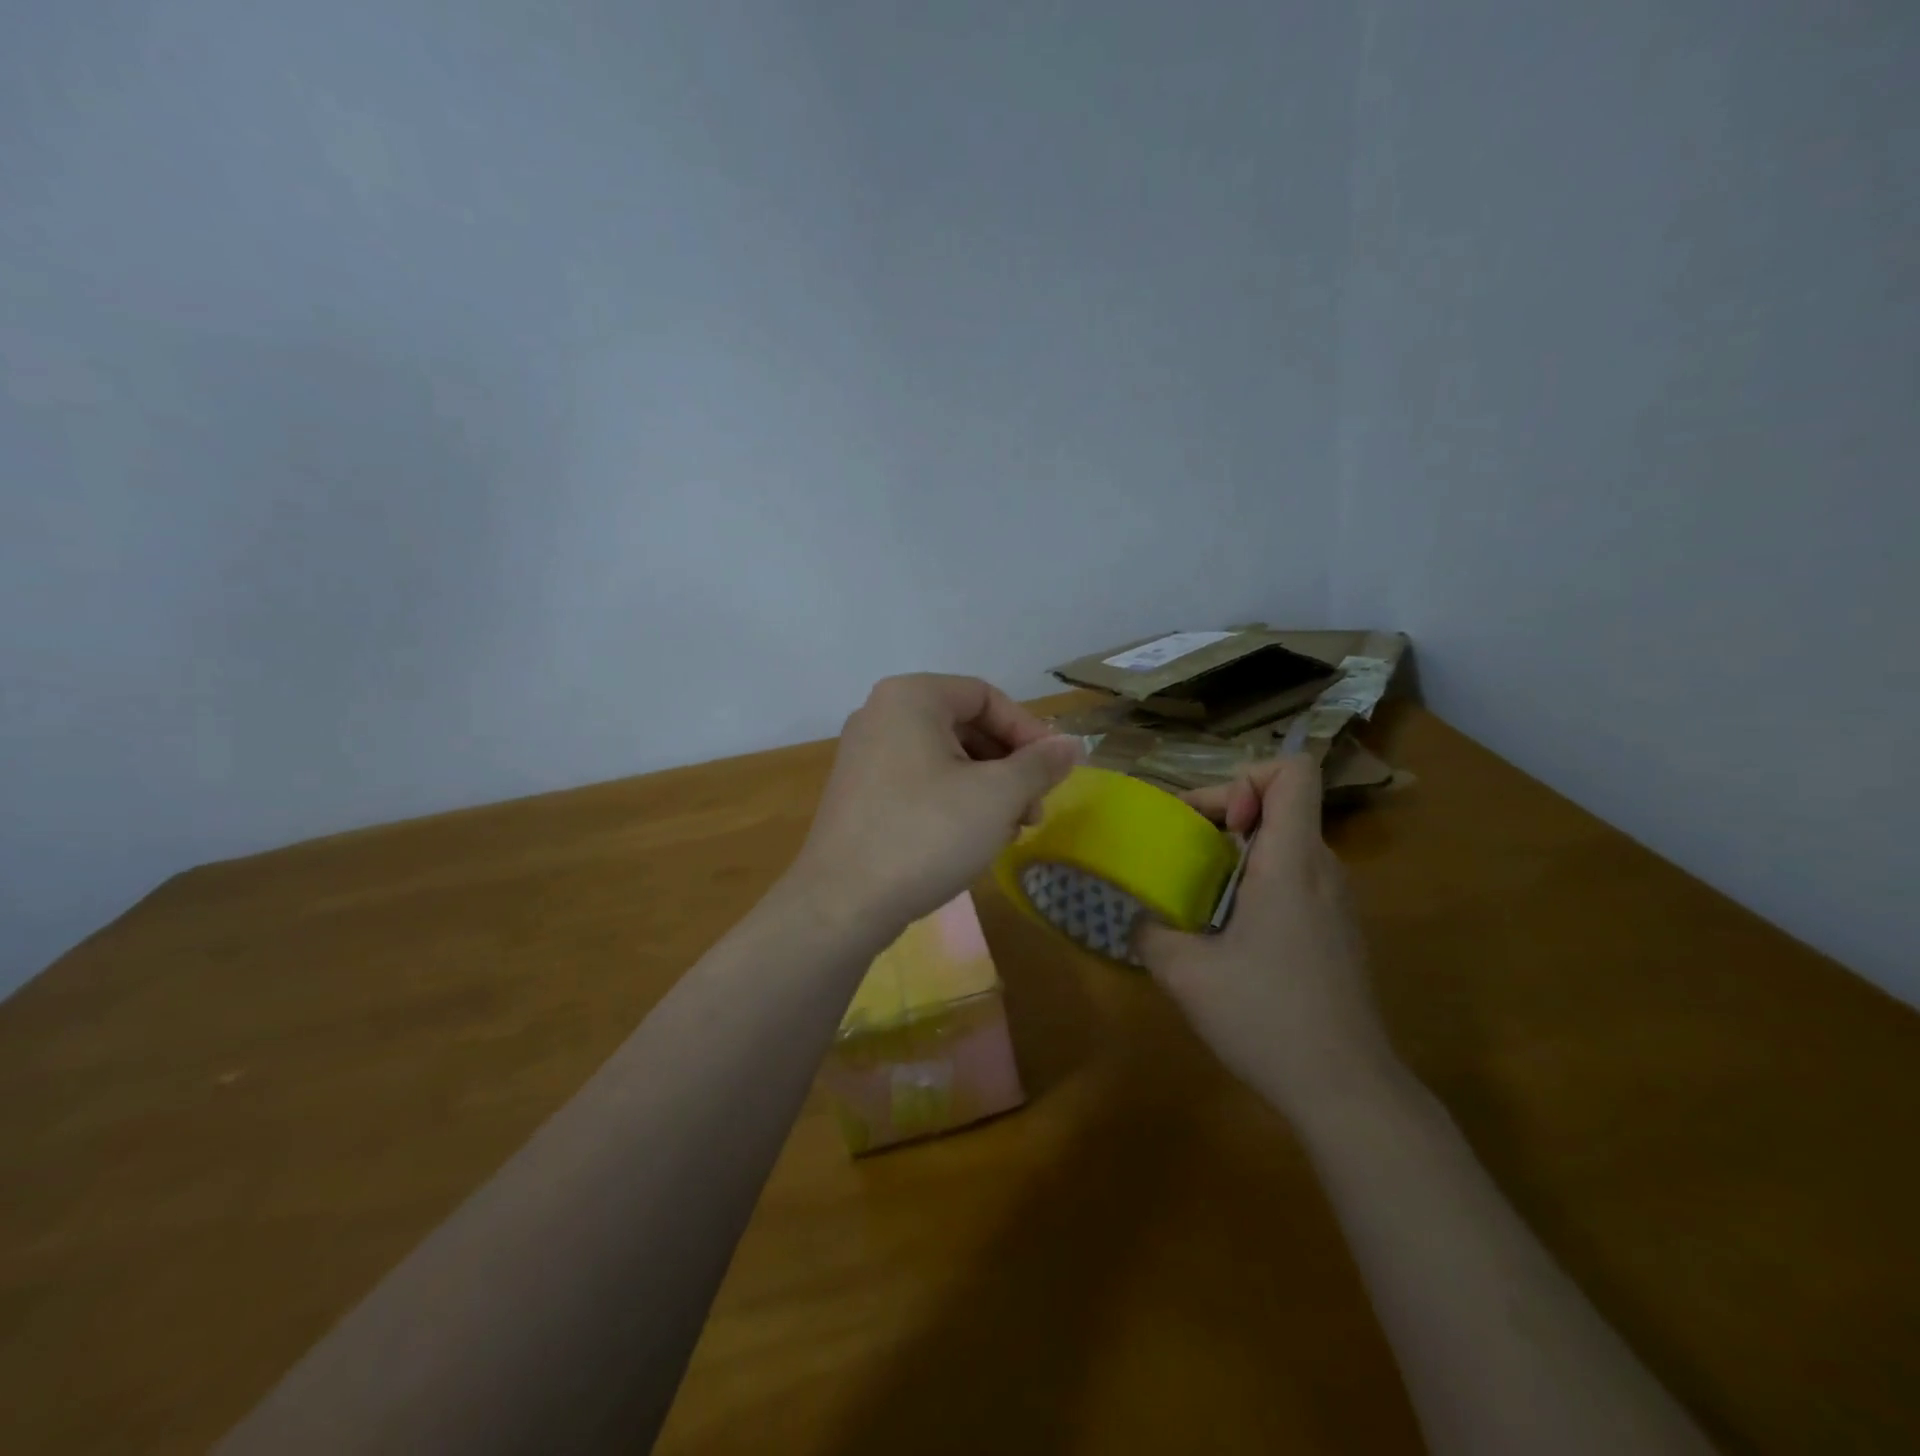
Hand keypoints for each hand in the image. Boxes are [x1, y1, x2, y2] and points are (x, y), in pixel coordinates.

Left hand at [789, 674, 1083, 938]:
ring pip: (945, 758)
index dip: (1028, 731)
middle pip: (965, 726)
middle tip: (1034, 811)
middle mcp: (880, 714)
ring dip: (986, 789)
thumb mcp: (997, 796)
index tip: (1055, 771)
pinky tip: (971, 840)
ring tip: (1008, 832)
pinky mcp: (860, 793)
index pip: (986, 696)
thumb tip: (1070, 745)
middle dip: (1009, 767)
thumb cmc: (926, 834)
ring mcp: (865, 755)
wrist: (842, 903)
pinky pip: (919, 782)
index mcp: (910, 697)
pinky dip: (953, 801)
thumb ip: (1040, 764)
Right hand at [1133, 755, 1397, 1112]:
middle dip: (1228, 812)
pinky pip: (1297, 878)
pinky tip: (1231, 931)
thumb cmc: (1267, 1019)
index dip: (1247, 777)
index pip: (1294, 772)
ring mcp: (1337, 902)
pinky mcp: (1338, 931)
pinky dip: (1259, 881)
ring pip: (1288, 842)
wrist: (1349, 1091)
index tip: (1213, 821)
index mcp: (1291, 863)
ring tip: (1199, 888)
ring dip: (1241, 849)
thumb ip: (1150, 933)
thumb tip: (1138, 919)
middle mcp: (1322, 869)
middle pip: (1283, 803)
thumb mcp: (1186, 975)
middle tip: (1184, 850)